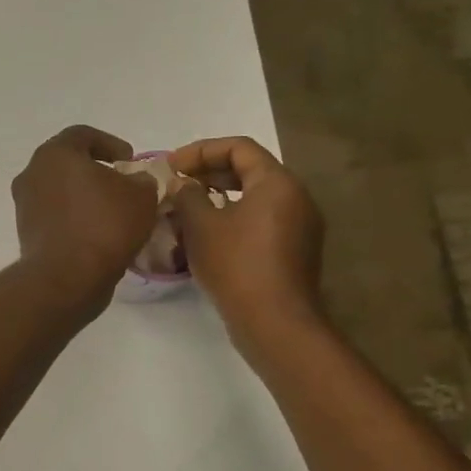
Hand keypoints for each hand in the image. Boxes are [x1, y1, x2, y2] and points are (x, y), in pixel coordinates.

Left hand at [12, 125, 161, 313]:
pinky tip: (97, 234)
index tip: (130, 160)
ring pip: (60, 191)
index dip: (110, 143)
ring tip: (113, 212)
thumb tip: (136, 181)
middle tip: (121, 184)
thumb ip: (142, 180)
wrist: (66, 278)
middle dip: (96, 171)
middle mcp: (33, 173)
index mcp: (55, 154)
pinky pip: (55, 216)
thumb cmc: (104, 225)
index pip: (83, 134)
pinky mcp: (26, 233)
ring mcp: (25, 204)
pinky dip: (74, 219)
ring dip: (84, 197)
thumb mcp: (141, 196)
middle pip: (68, 163)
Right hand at [167, 136, 326, 355]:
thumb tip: (181, 184)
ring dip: (218, 199)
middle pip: (248, 171)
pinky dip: (232, 220)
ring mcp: (299, 227)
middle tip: (175, 185)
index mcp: (277, 182)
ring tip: (185, 211)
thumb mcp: (201, 225)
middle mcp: (296, 197)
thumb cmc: (236, 265)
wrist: (275, 323)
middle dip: (208, 174)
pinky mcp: (294, 252)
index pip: (238, 147)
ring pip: (253, 199)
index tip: (171, 166)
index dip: (200, 151)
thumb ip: (186, 195)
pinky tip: (205, 237)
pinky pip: (260, 222)